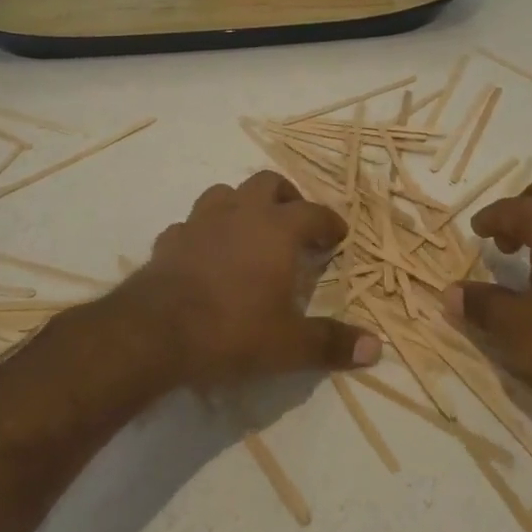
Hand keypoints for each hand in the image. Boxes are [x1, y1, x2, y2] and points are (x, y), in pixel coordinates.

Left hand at [113, 171, 377, 387]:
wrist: (154, 333)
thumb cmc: (232, 331)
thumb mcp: (289, 345)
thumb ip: (331, 343)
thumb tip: (376, 348)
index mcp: (277, 229)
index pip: (314, 212)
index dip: (330, 222)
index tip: (338, 236)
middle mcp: (241, 213)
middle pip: (268, 183)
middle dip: (286, 197)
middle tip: (294, 223)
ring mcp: (201, 222)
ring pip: (225, 193)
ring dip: (241, 205)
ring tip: (248, 230)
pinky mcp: (169, 240)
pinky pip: (189, 225)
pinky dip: (202, 233)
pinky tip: (203, 254)